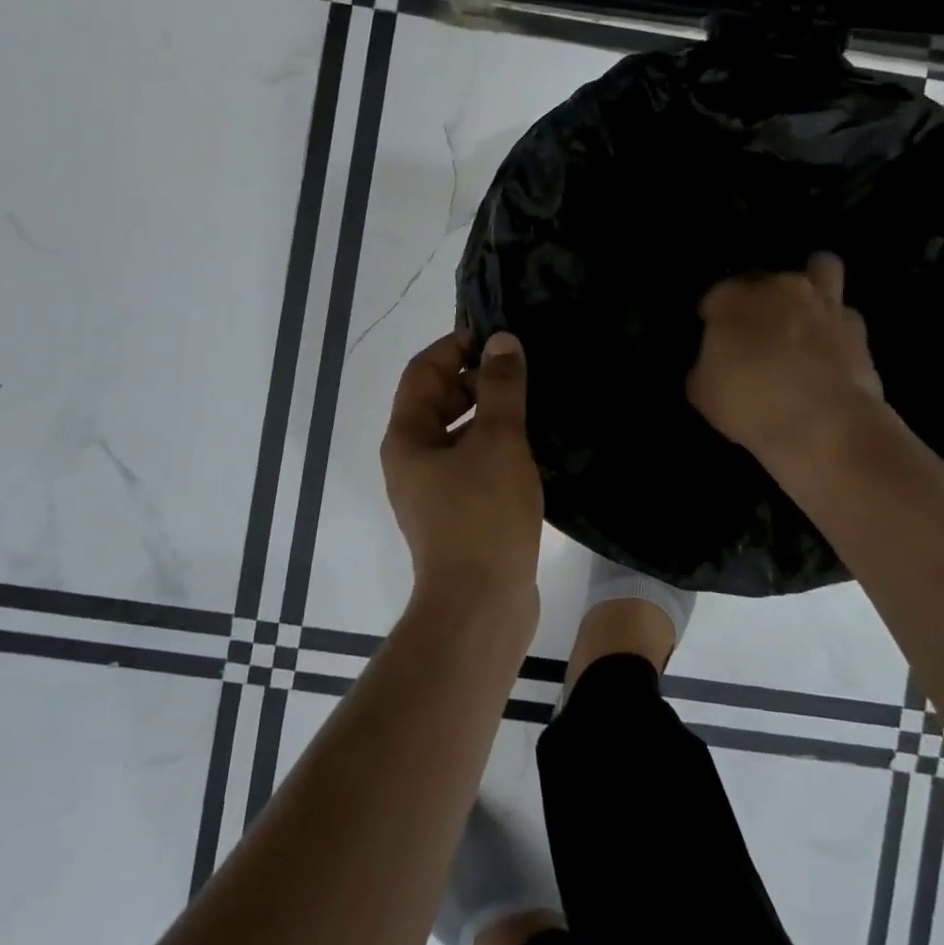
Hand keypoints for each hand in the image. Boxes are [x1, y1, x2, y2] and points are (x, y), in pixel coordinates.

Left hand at [381, 330, 543, 612]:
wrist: (481, 608)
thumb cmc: (483, 516)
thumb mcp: (497, 442)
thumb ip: (501, 388)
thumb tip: (502, 341)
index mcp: (408, 438)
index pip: (423, 371)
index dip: (456, 346)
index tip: (498, 337)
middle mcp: (413, 460)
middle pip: (439, 401)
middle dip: (477, 380)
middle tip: (523, 369)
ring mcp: (435, 491)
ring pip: (461, 434)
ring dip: (492, 414)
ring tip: (536, 401)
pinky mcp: (459, 514)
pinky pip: (475, 464)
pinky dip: (498, 447)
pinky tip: (535, 446)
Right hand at [687, 252, 884, 461]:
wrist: (826, 426)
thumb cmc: (752, 405)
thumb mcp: (703, 393)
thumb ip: (706, 366)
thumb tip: (716, 363)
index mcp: (733, 300)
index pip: (716, 295)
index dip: (713, 316)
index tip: (714, 338)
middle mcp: (778, 288)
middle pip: (766, 279)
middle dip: (761, 299)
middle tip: (759, 331)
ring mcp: (823, 303)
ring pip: (821, 268)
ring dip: (812, 284)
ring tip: (806, 314)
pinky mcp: (857, 327)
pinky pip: (844, 315)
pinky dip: (837, 327)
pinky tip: (832, 351)